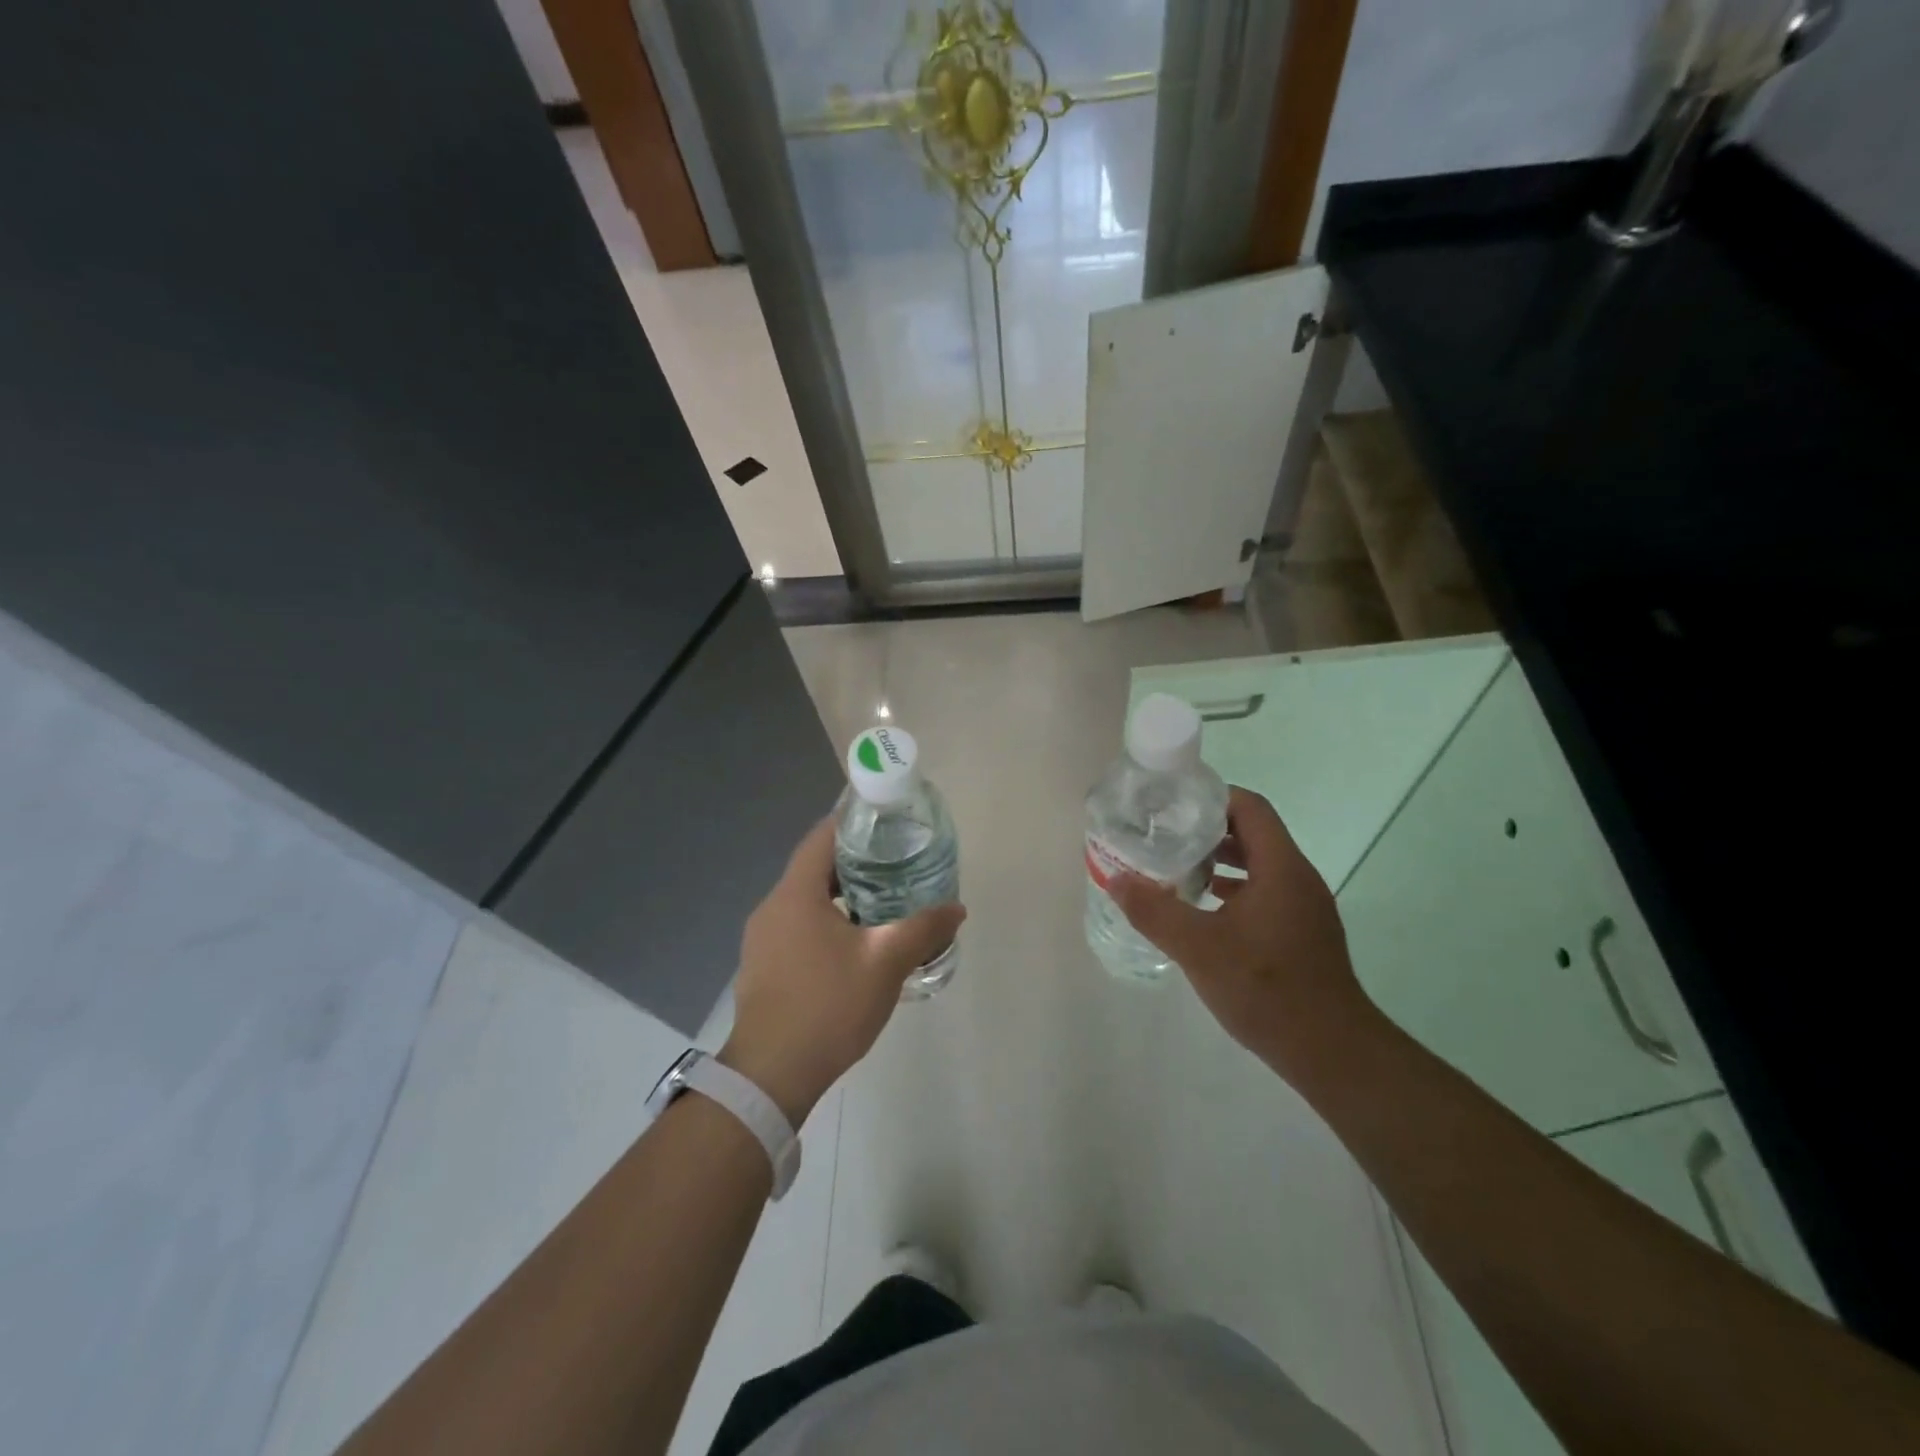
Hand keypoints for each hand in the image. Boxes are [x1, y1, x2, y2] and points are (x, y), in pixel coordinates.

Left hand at [720, 817, 964, 1124]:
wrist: (771, 1076)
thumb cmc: (828, 1006)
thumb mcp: (886, 963)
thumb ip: (923, 929)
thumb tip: (956, 907)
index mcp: (795, 894)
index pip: (822, 837)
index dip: (853, 822)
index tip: (886, 821)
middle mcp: (772, 907)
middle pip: (814, 868)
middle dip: (855, 861)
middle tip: (896, 861)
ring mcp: (762, 939)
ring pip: (806, 900)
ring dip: (842, 895)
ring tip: (884, 900)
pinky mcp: (763, 966)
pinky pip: (798, 927)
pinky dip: (827, 921)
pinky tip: (856, 943)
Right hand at [1109, 786, 1379, 1086]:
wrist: (1330, 1052)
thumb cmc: (1266, 989)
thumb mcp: (1198, 948)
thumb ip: (1155, 911)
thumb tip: (1117, 879)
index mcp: (1281, 868)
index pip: (1249, 808)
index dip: (1211, 797)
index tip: (1172, 805)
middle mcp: (1298, 879)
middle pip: (1253, 833)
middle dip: (1208, 830)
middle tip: (1165, 836)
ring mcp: (1304, 908)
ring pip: (1259, 866)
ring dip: (1220, 862)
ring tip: (1177, 870)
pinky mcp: (1302, 934)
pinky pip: (1265, 893)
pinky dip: (1233, 891)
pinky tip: (1204, 912)